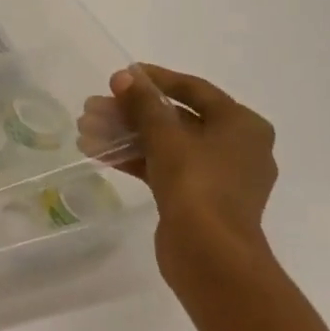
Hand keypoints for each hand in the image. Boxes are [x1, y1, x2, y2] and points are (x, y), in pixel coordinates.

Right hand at [80, 64, 277, 290]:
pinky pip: (164, 168)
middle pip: (176, 118)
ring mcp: (218, 176)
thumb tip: (124, 76)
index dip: (155, 79)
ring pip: (166, 144)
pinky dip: (134, 158)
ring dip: (126, 135)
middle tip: (94, 106)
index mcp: (242, 125)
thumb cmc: (197, 184)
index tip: (121, 75)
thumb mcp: (165, 135)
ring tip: (86, 129)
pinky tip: (98, 152)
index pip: (194, 90)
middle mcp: (236, 147)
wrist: (210, 255)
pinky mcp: (199, 199)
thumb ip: (143, 103)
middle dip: (131, 112)